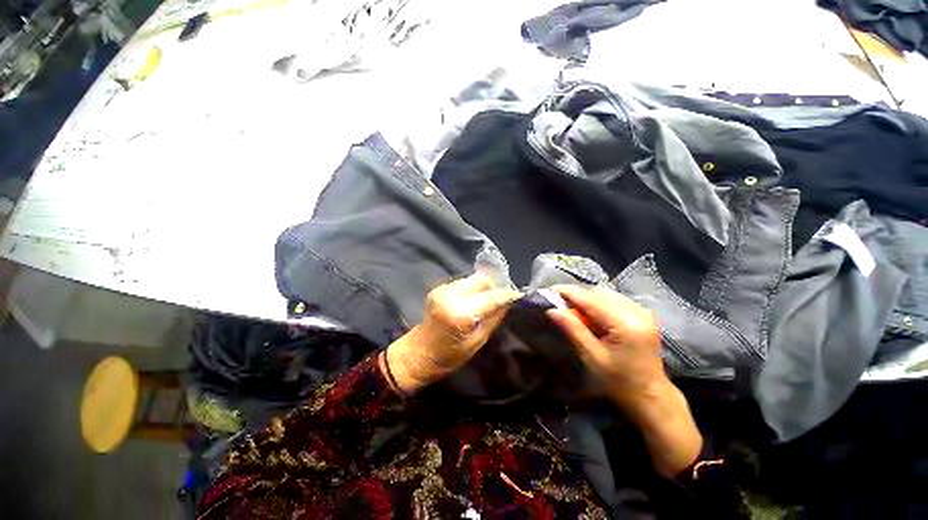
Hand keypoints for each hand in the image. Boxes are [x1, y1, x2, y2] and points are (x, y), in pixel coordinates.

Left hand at [384, 273, 521, 394]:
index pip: (491, 296)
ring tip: (486, 301)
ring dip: (482, 287)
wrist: (418, 353)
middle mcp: (451, 295)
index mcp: (461, 313)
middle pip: (481, 279)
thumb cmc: (449, 356)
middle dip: (494, 286)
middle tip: (501, 298)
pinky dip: (472, 289)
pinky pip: (463, 283)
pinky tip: (472, 301)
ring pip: (472, 279)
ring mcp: (442, 289)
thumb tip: (508, 302)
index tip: (519, 295)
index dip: (507, 294)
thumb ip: (493, 318)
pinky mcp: (439, 288)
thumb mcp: (477, 341)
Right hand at [545, 285, 666, 412]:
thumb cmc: (619, 381)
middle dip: (577, 297)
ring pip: (606, 294)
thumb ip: (573, 329)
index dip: (567, 292)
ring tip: (575, 313)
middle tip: (560, 307)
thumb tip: (552, 310)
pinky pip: (614, 299)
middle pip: (598, 293)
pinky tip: (593, 317)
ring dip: (587, 300)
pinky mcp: (643, 314)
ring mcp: (642, 311)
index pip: (590, 298)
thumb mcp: (592, 356)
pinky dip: (599, 303)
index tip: (548, 291)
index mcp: (625, 324)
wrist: (650, 395)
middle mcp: (636, 311)